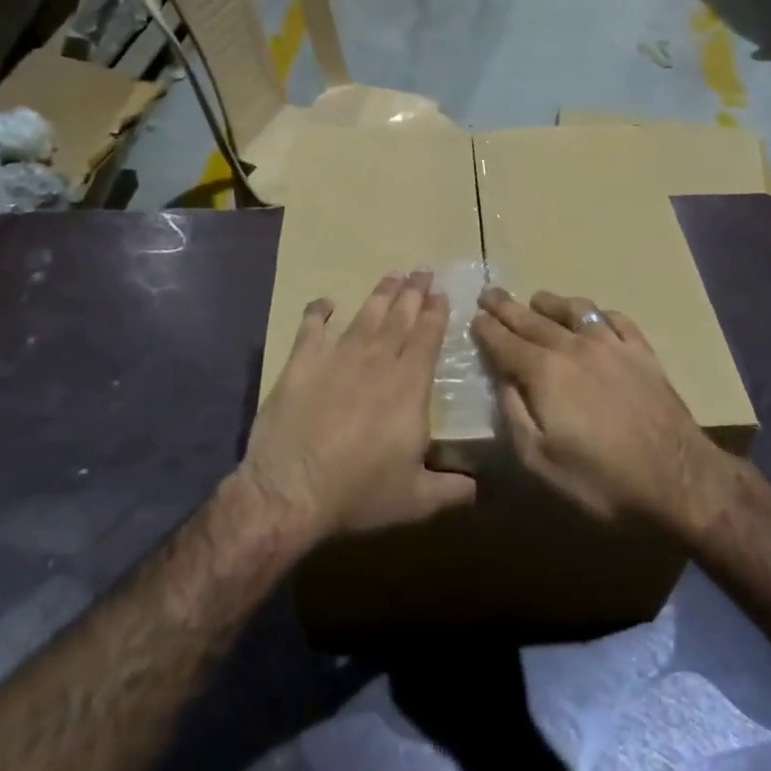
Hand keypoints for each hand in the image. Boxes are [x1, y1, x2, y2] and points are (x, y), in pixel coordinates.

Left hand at [242, 271, 475, 542]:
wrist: (291, 491)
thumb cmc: (359, 493)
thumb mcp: (416, 500)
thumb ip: (451, 489)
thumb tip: (479, 489)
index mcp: (409, 388)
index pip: (427, 339)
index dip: (435, 314)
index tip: (441, 293)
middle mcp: (376, 363)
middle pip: (399, 319)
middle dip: (413, 293)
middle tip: (422, 270)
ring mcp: (336, 359)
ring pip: (364, 317)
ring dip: (380, 295)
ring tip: (392, 276)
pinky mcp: (301, 365)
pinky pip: (311, 329)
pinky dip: (318, 312)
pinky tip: (325, 302)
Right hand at [473, 288, 721, 527]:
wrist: (679, 480)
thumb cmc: (601, 480)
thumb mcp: (540, 461)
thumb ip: (514, 415)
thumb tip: (502, 380)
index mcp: (544, 372)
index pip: (505, 342)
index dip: (487, 329)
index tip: (474, 317)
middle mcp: (574, 347)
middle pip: (532, 320)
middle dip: (507, 306)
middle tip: (490, 293)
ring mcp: (612, 346)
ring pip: (575, 311)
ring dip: (550, 303)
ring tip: (537, 299)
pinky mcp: (643, 353)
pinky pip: (616, 319)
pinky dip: (597, 313)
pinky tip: (594, 317)